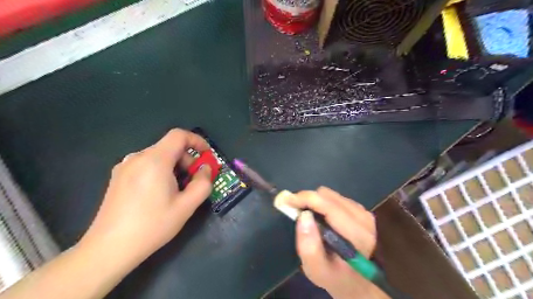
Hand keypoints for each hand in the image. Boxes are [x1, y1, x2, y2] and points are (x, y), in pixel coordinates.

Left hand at [78, 129, 212, 266]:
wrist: (109, 249)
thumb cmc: (152, 225)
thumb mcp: (187, 206)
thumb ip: (203, 183)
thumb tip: (205, 169)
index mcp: (155, 160)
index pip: (179, 135)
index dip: (197, 141)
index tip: (206, 155)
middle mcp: (137, 157)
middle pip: (169, 147)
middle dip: (187, 160)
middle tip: (193, 181)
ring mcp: (124, 166)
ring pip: (158, 156)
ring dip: (175, 167)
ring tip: (177, 190)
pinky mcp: (118, 176)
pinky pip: (146, 165)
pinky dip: (160, 171)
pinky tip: (159, 193)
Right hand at [288, 187, 387, 298]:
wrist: (359, 281)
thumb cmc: (336, 277)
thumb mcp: (317, 270)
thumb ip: (308, 246)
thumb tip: (303, 215)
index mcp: (356, 234)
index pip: (329, 206)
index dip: (305, 198)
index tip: (286, 200)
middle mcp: (363, 218)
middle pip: (328, 196)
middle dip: (307, 200)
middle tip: (294, 210)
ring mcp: (363, 212)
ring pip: (330, 195)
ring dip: (315, 202)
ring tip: (308, 217)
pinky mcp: (361, 210)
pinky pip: (335, 198)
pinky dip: (323, 203)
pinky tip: (321, 218)